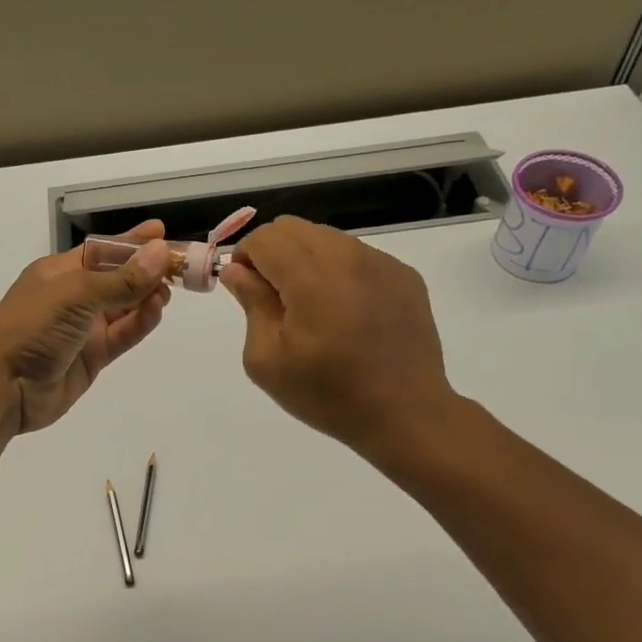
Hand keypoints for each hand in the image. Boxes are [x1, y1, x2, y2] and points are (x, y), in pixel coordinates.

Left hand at [0, 222, 172, 436]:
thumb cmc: (31, 327)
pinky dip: (140, 323)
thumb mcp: (75, 294)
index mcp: (60, 272)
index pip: (102, 250)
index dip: (131, 242)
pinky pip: (123, 335)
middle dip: (147, 271)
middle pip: (117, 278)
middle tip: (182, 266)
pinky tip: (156, 311)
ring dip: (146, 297)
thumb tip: (161, 253)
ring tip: (169, 291)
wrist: (2, 386)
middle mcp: (73, 297)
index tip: (161, 232)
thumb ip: (121, 279)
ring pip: (124, 307)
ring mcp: (83, 328)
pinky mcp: (93, 357)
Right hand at [221, 217, 455, 463]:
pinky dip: (338, 270)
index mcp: (312, 278)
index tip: (247, 290)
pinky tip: (345, 312)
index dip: (244, 257)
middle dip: (272, 252)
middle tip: (274, 297)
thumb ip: (251, 304)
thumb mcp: (267, 360)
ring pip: (326, 237)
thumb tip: (236, 270)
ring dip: (305, 259)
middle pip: (293, 227)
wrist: (405, 414)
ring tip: (311, 306)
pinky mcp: (404, 275)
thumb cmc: (327, 394)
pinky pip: (357, 255)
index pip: (264, 238)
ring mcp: (381, 263)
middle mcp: (348, 258)